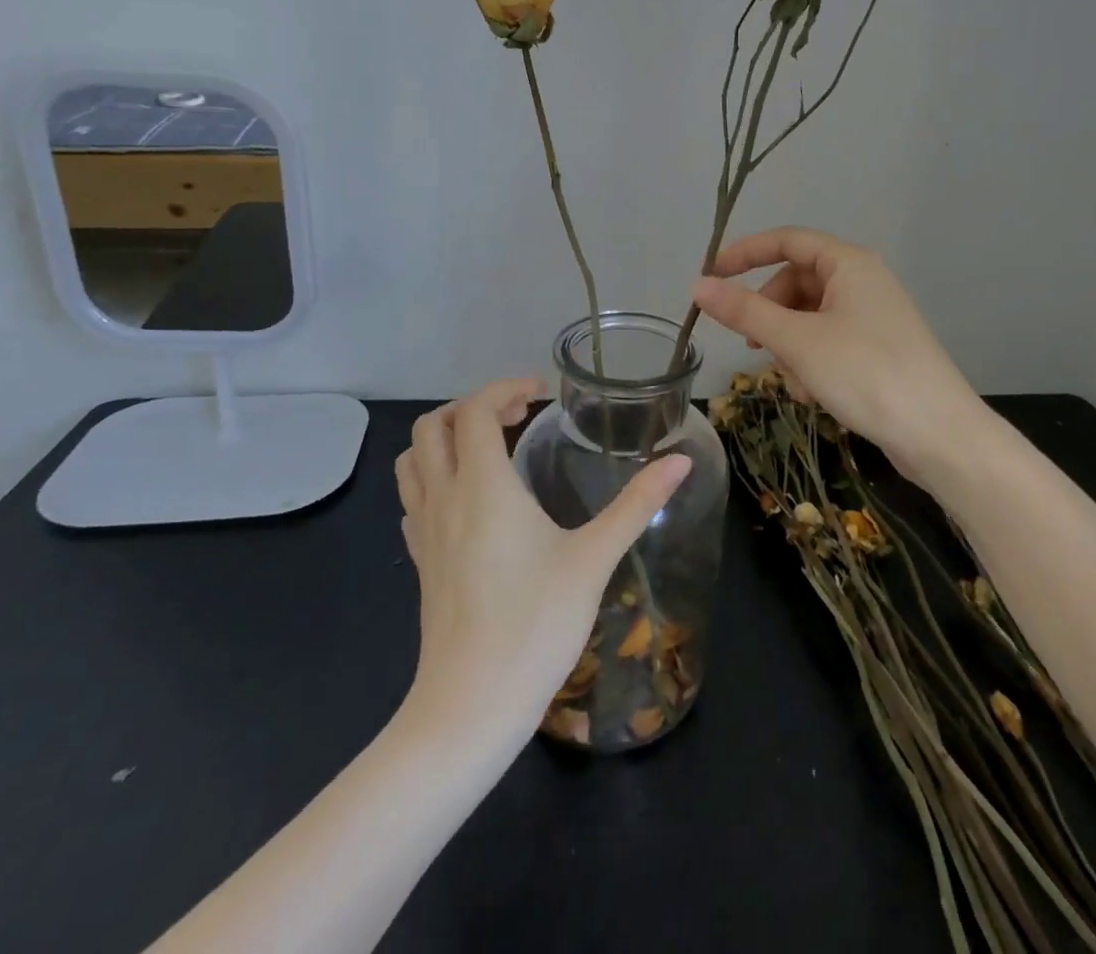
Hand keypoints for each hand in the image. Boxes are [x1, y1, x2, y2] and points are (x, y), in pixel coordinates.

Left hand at [395, 380, 689, 747]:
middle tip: (519, 416)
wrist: (470, 708)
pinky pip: (414, 497)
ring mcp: (424, 531)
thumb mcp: (594, 558)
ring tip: (491, 447)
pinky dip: (435, 475)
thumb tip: (681, 461)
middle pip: (433, 426)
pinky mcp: (420, 561)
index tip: (542, 394)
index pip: (475, 410)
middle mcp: (444, 498)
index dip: (506, 388)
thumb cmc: (535, 625)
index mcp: (483, 486)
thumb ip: (636, 504)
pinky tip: (471, 498)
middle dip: (474, 406)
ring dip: (446, 438)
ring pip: (413, 460)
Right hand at [690, 227, 983, 484]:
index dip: (745, 253)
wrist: (938, 433)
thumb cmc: (865, 373)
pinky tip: (812, 394)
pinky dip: (811, 361)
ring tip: (792, 381)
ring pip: (810, 316)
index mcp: (849, 263)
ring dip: (789, 345)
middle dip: (770, 313)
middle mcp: (864, 280)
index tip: (711, 277)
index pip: (787, 240)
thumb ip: (745, 312)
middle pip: (797, 281)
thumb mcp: (797, 341)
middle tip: (751, 345)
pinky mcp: (879, 347)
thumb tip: (699, 286)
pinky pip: (829, 340)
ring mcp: (874, 315)